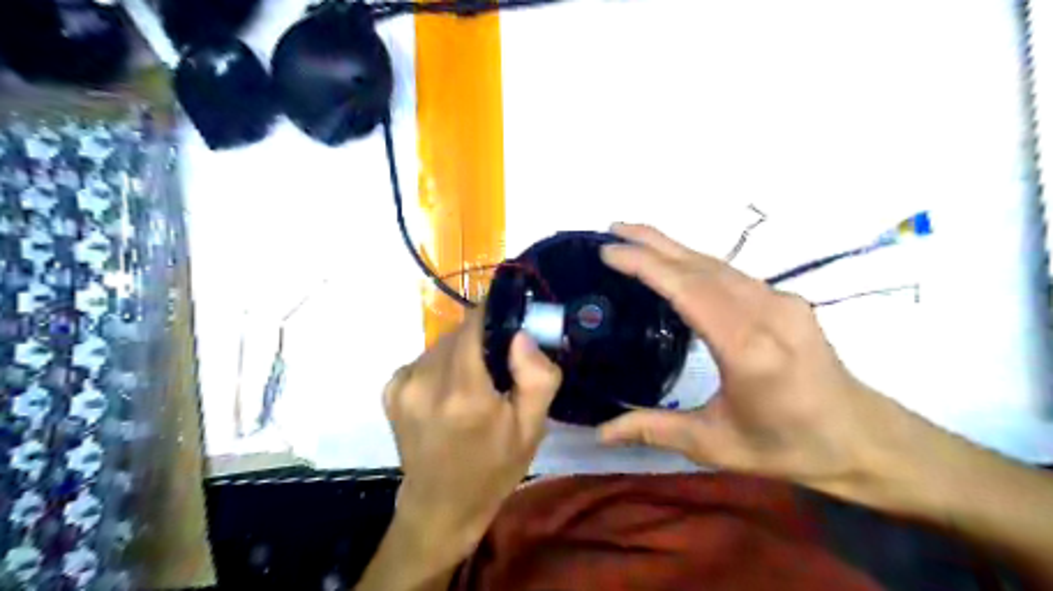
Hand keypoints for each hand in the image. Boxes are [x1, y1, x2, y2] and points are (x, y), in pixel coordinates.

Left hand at [378, 309, 559, 563]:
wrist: (441, 506)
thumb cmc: (494, 468)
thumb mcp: (532, 428)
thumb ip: (537, 377)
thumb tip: (521, 334)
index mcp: (465, 393)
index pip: (476, 324)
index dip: (495, 319)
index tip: (511, 331)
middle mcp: (426, 382)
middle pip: (459, 332)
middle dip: (482, 340)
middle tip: (497, 369)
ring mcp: (402, 385)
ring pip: (441, 343)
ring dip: (461, 353)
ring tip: (472, 385)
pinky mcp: (390, 390)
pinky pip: (424, 358)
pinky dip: (440, 366)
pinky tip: (447, 394)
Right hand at [595, 224, 931, 510]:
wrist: (864, 438)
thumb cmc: (789, 445)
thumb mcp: (715, 445)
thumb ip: (655, 431)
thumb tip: (600, 432)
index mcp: (748, 348)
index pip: (688, 290)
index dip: (646, 265)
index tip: (609, 251)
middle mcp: (766, 312)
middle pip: (701, 265)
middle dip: (653, 242)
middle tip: (613, 228)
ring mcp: (781, 301)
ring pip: (718, 264)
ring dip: (674, 248)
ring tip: (635, 239)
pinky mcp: (787, 300)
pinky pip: (733, 274)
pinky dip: (696, 263)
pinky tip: (678, 266)